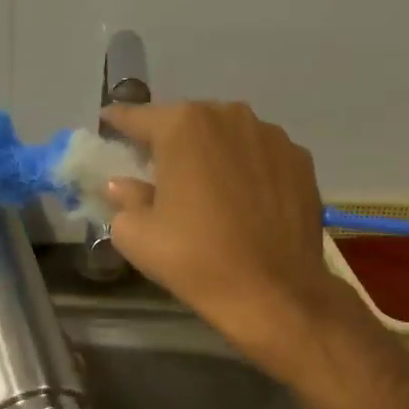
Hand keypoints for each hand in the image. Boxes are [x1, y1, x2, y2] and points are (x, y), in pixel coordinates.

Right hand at [101, 101, 349, 372]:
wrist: (274, 293)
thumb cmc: (196, 259)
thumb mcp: (137, 235)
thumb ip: (123, 199)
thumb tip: (122, 184)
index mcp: (183, 126)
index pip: (138, 117)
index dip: (118, 122)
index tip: (107, 125)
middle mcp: (229, 116)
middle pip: (187, 122)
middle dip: (170, 141)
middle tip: (158, 169)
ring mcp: (271, 135)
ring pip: (227, 135)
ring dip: (212, 152)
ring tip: (206, 186)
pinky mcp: (301, 160)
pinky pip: (260, 155)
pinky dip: (246, 169)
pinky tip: (243, 200)